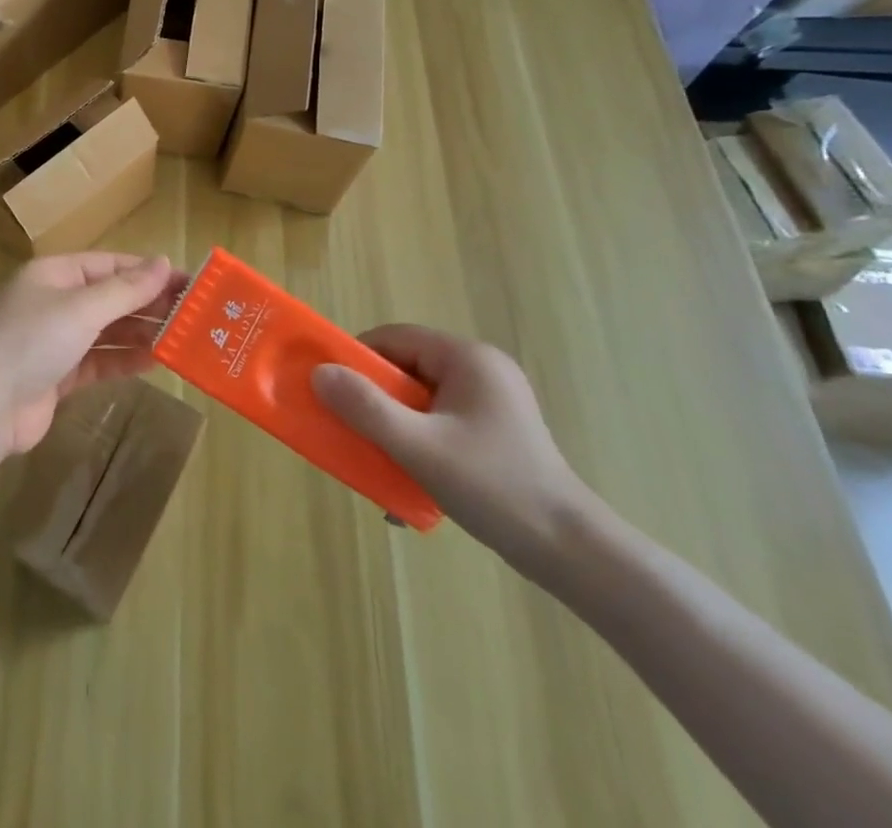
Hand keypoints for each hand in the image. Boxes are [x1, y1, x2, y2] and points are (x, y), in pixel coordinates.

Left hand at [0, 253, 182, 456]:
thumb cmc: (33, 341)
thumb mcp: (82, 308)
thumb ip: (125, 289)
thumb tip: (163, 262)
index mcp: (54, 273)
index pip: (109, 264)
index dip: (148, 272)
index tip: (189, 282)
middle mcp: (56, 301)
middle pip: (110, 297)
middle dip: (148, 305)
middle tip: (195, 315)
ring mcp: (57, 339)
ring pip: (108, 330)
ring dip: (141, 333)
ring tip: (183, 338)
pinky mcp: (60, 373)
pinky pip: (100, 360)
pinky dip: (124, 359)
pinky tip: (155, 361)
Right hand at [310, 324, 599, 567]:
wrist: (573, 554)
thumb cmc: (494, 488)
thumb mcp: (418, 447)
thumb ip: (365, 407)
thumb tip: (318, 373)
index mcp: (467, 358)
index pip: (393, 337)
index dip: (357, 359)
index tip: (334, 392)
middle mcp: (481, 369)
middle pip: (405, 368)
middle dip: (374, 400)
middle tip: (354, 431)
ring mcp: (492, 401)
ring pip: (420, 399)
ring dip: (393, 426)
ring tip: (381, 462)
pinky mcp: (496, 431)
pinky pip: (439, 421)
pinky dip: (418, 442)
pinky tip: (412, 479)